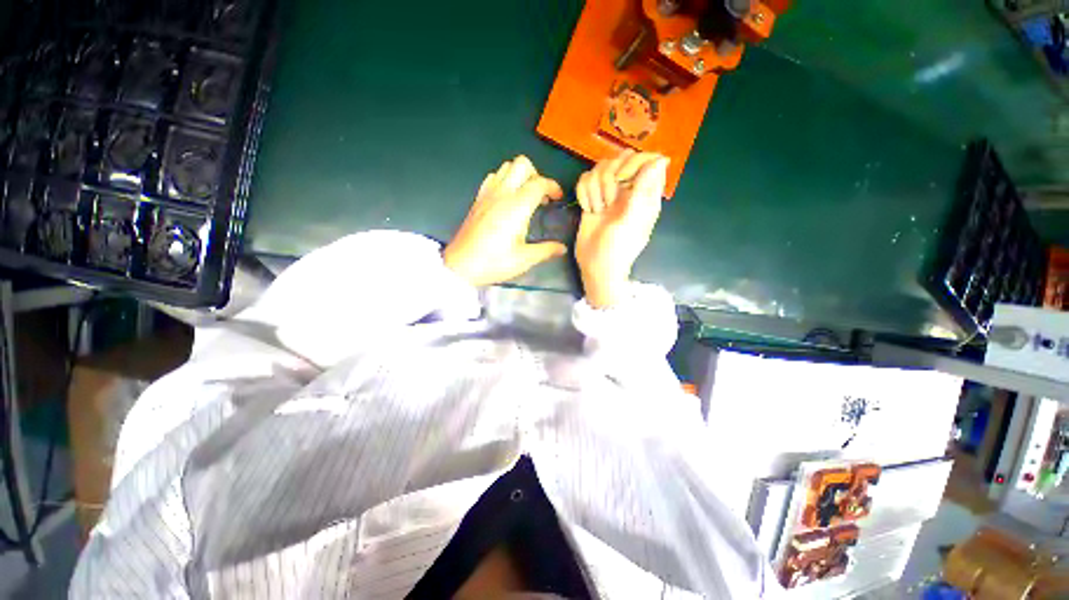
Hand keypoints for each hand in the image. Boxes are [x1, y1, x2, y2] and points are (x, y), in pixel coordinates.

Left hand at [443, 155, 566, 286]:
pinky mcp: (478, 199)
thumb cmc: (493, 262)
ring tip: (525, 195)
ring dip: (520, 175)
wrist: (460, 266)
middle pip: (522, 164)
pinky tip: (506, 197)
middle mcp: (502, 194)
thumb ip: (546, 250)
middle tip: (541, 195)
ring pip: (506, 167)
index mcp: (517, 207)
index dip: (553, 187)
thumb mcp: (524, 259)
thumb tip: (561, 248)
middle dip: (537, 175)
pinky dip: (504, 179)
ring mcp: (488, 194)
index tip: (557, 198)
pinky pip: (493, 177)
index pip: (539, 183)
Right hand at [575, 150, 668, 307]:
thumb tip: (660, 159)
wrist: (595, 266)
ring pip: (600, 167)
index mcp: (645, 194)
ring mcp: (608, 194)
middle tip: (607, 200)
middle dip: (609, 176)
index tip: (622, 179)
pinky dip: (583, 193)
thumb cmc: (618, 248)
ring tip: (597, 209)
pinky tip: (587, 209)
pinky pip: (585, 179)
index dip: (633, 162)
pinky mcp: (592, 198)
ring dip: (594, 188)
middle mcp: (628, 190)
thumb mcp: (631, 221)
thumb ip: (643, 190)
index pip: (647, 159)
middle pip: (620, 159)